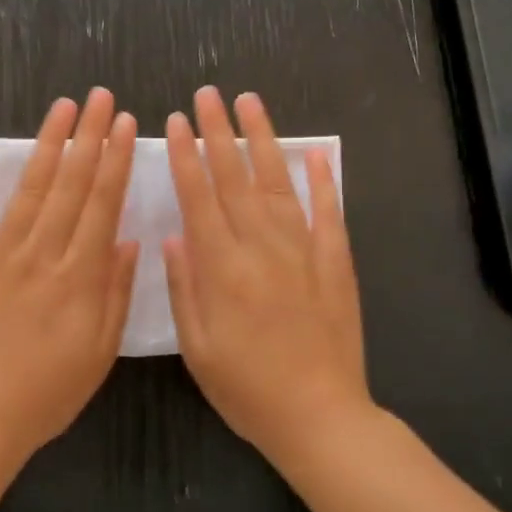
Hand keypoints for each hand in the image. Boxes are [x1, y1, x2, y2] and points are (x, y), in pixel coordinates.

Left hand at [0, 88, 138, 459]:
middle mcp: (42, 255)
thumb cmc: (49, 391)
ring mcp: (0, 257)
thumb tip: (127, 239)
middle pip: (69, 185)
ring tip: (60, 109)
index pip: (102, 204)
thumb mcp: (100, 351)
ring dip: (46, 146)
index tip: (124, 123)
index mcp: (79, 276)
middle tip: (99, 97)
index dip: (114, 160)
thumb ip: (115, 292)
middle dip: (87, 137)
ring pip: (28, 191)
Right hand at [163, 87, 371, 461]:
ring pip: (279, 183)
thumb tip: (174, 236)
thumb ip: (185, 287)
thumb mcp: (198, 347)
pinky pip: (329, 213)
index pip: (199, 197)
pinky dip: (323, 181)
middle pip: (236, 178)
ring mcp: (304, 251)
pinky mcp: (336, 263)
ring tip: (250, 104)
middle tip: (207, 94)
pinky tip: (315, 154)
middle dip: (218, 132)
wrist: (320, 416)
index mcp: (223, 268)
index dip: (185, 156)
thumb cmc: (247, 389)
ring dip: (264, 140)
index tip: (175, 121)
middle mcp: (262, 248)